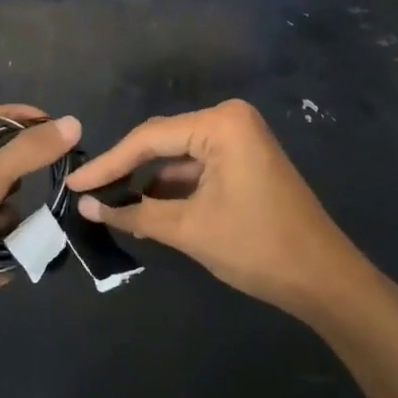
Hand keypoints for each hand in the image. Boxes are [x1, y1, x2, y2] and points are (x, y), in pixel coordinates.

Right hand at [66, 99, 367, 321]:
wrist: (325, 279)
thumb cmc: (258, 247)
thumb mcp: (190, 230)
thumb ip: (135, 214)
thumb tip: (86, 206)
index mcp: (221, 123)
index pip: (149, 138)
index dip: (108, 163)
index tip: (73, 183)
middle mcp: (230, 119)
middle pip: (162, 141)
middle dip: (125, 169)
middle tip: (85, 192)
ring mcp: (240, 138)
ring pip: (178, 155)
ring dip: (147, 180)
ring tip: (106, 202)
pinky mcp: (244, 159)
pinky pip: (197, 165)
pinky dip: (172, 186)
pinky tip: (143, 205)